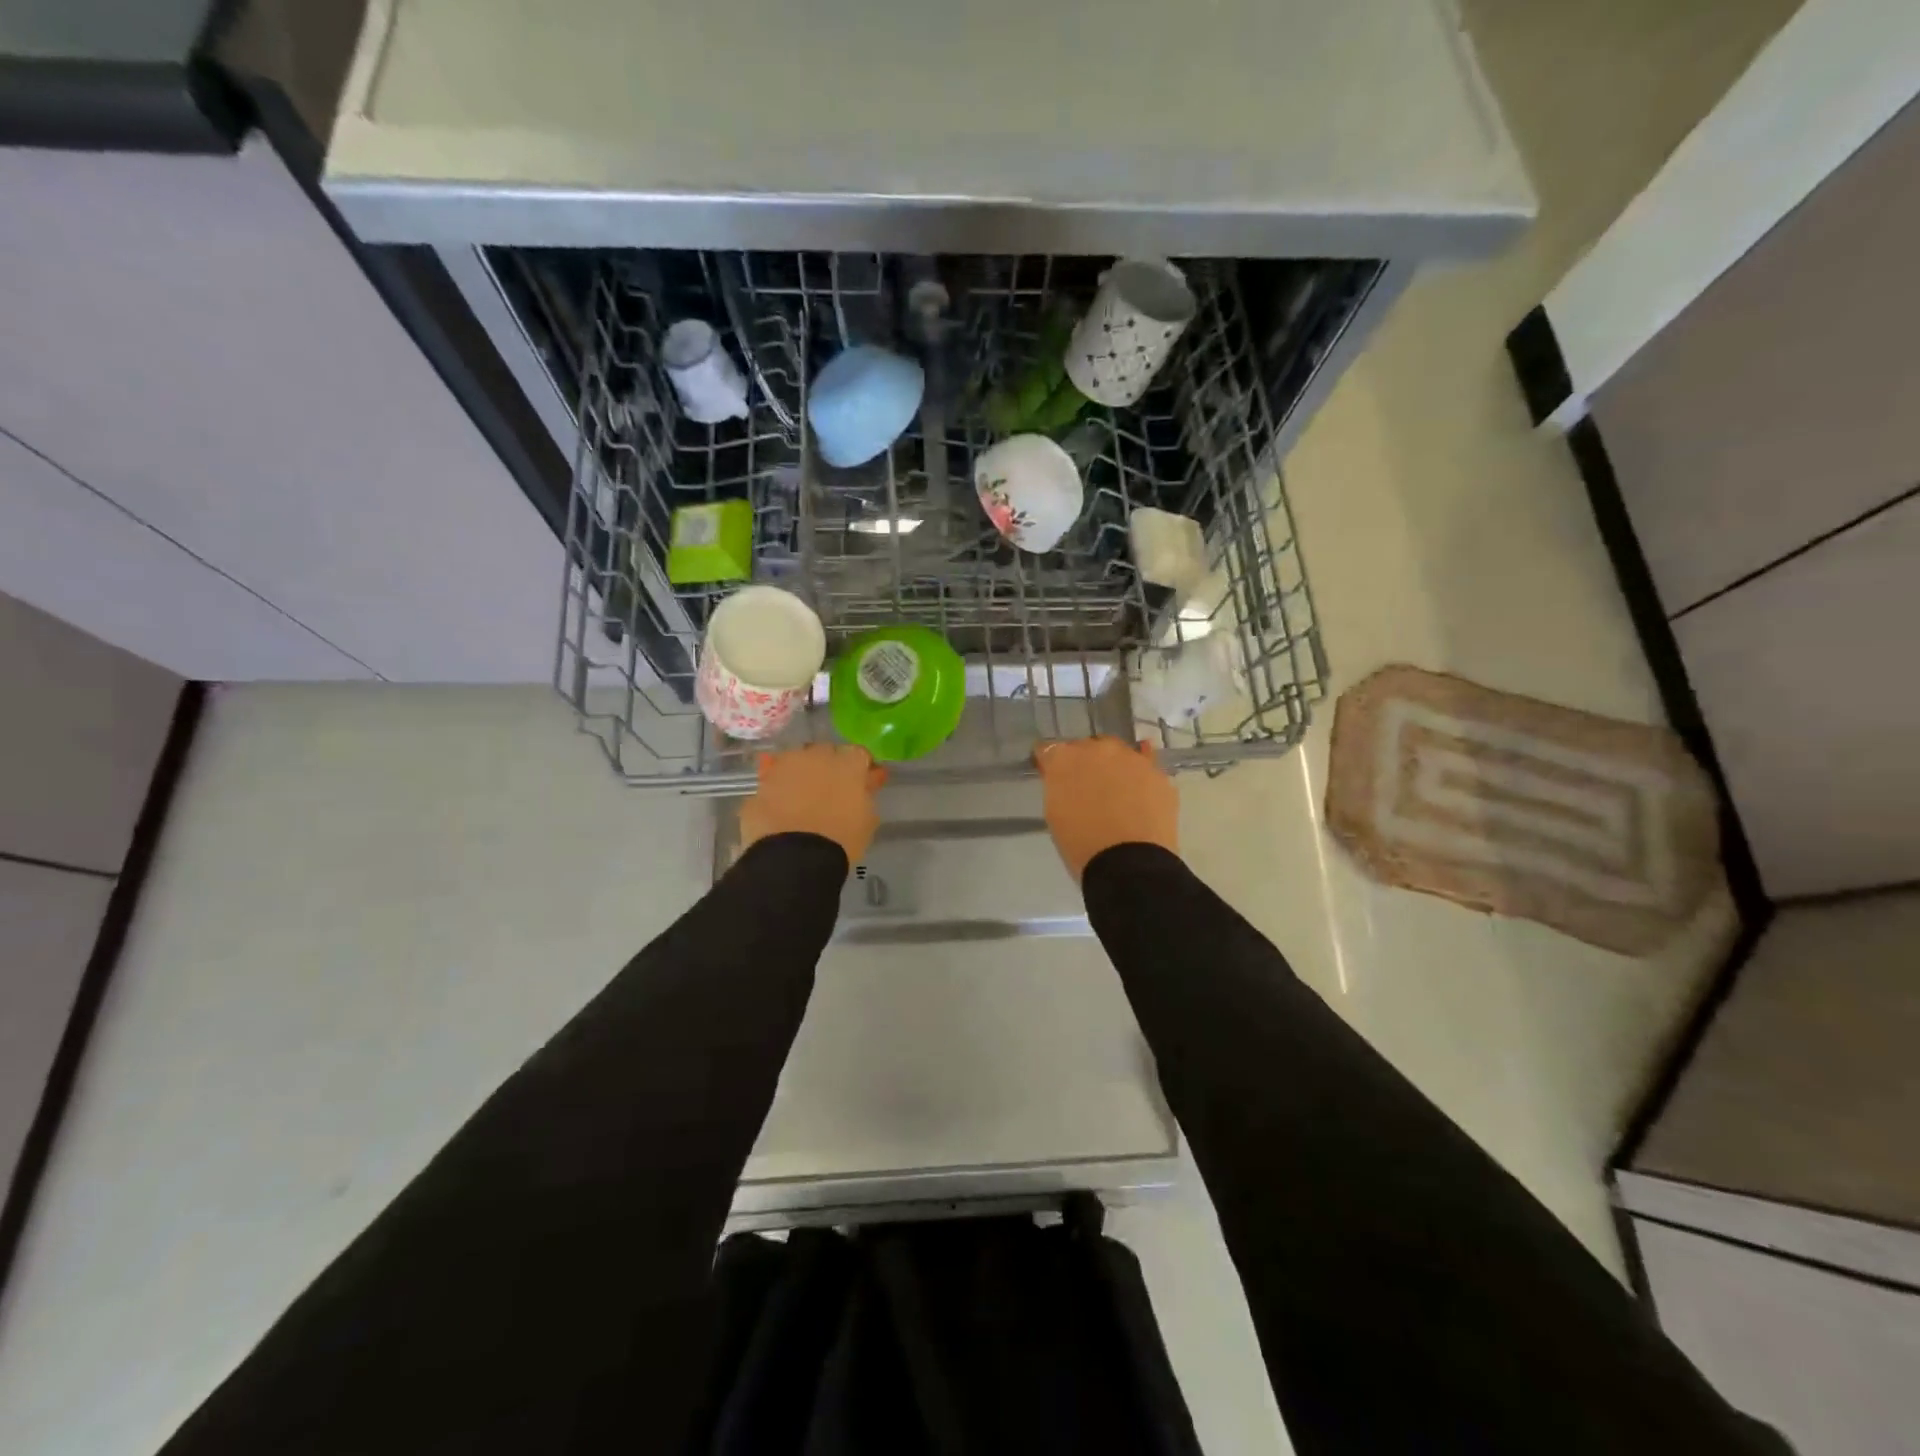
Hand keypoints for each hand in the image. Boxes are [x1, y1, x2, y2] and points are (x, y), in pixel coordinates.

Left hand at [739, 744, 886, 868]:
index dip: (861, 768)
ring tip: (802, 797)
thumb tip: (866, 782)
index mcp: (847, 764)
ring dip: (801, 773)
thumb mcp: (867, 819)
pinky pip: (773, 780)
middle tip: (831, 789)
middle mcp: (816, 756)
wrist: (794, 857)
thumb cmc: (841, 840)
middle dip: (829, 765)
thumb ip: (866, 795)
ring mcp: (785, 767)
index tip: (863, 782)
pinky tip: (781, 807)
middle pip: (825, 752)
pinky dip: (778, 789)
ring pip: (795, 761)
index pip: (859, 754)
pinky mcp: (761, 784)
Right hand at [1034, 737, 1178, 880]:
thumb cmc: (1081, 844)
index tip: (1051, 776)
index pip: (1049, 749)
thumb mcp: (1055, 813)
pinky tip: (1140, 784)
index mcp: (1065, 758)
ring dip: (1114, 767)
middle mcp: (1098, 748)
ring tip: (1117, 792)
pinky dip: (1140, 775)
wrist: (1129, 863)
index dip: (1049, 763)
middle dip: (1085, 762)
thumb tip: (1064, 779)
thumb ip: (1058, 786)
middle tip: (1086, 788)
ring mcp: (1132, 758)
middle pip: (1087, 747)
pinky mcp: (1159, 774)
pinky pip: (1147, 766)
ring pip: (1119, 754)